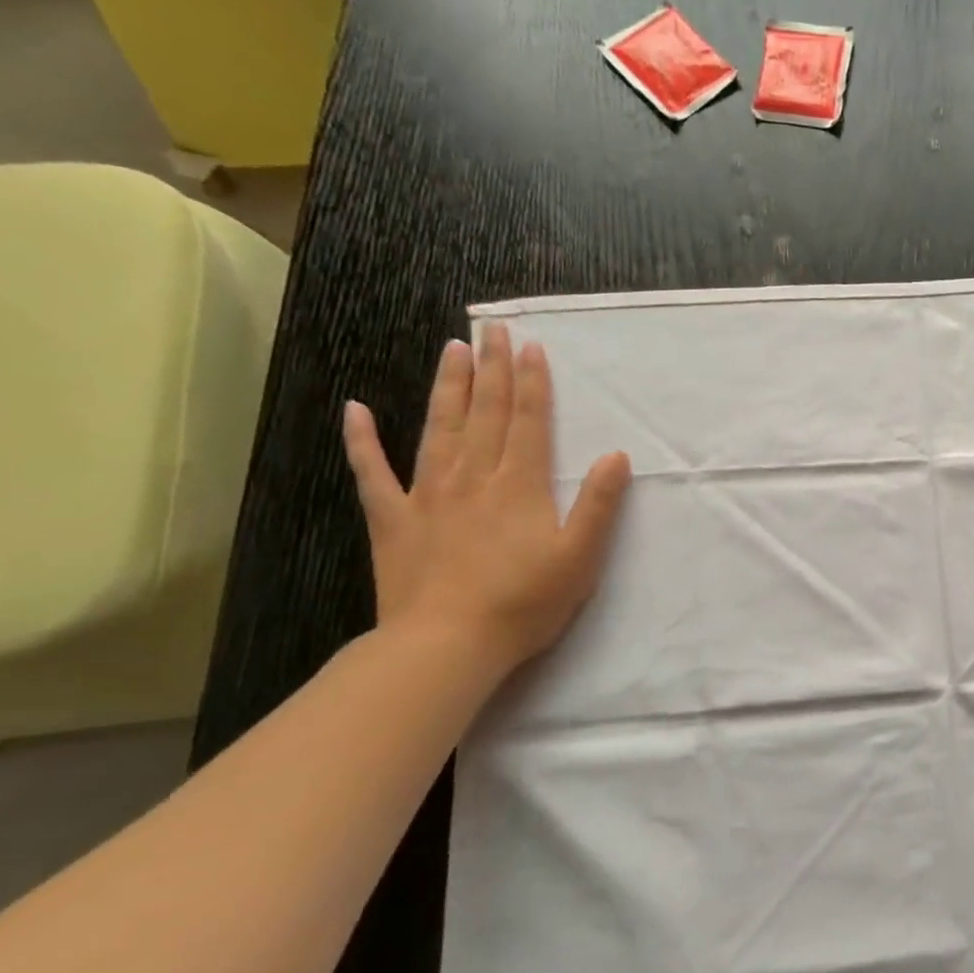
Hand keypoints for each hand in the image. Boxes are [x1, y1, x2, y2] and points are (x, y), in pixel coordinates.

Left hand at [341, 323, 631, 678]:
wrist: (448, 643)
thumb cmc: (525, 602)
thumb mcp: (581, 557)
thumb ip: (600, 505)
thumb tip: (617, 456)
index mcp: (520, 485)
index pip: (528, 421)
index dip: (532, 382)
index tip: (530, 346)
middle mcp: (474, 477)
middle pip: (485, 413)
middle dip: (492, 369)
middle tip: (492, 329)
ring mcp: (428, 495)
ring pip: (439, 428)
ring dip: (448, 387)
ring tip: (452, 349)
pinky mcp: (393, 519)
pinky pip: (374, 472)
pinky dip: (362, 440)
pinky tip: (356, 410)